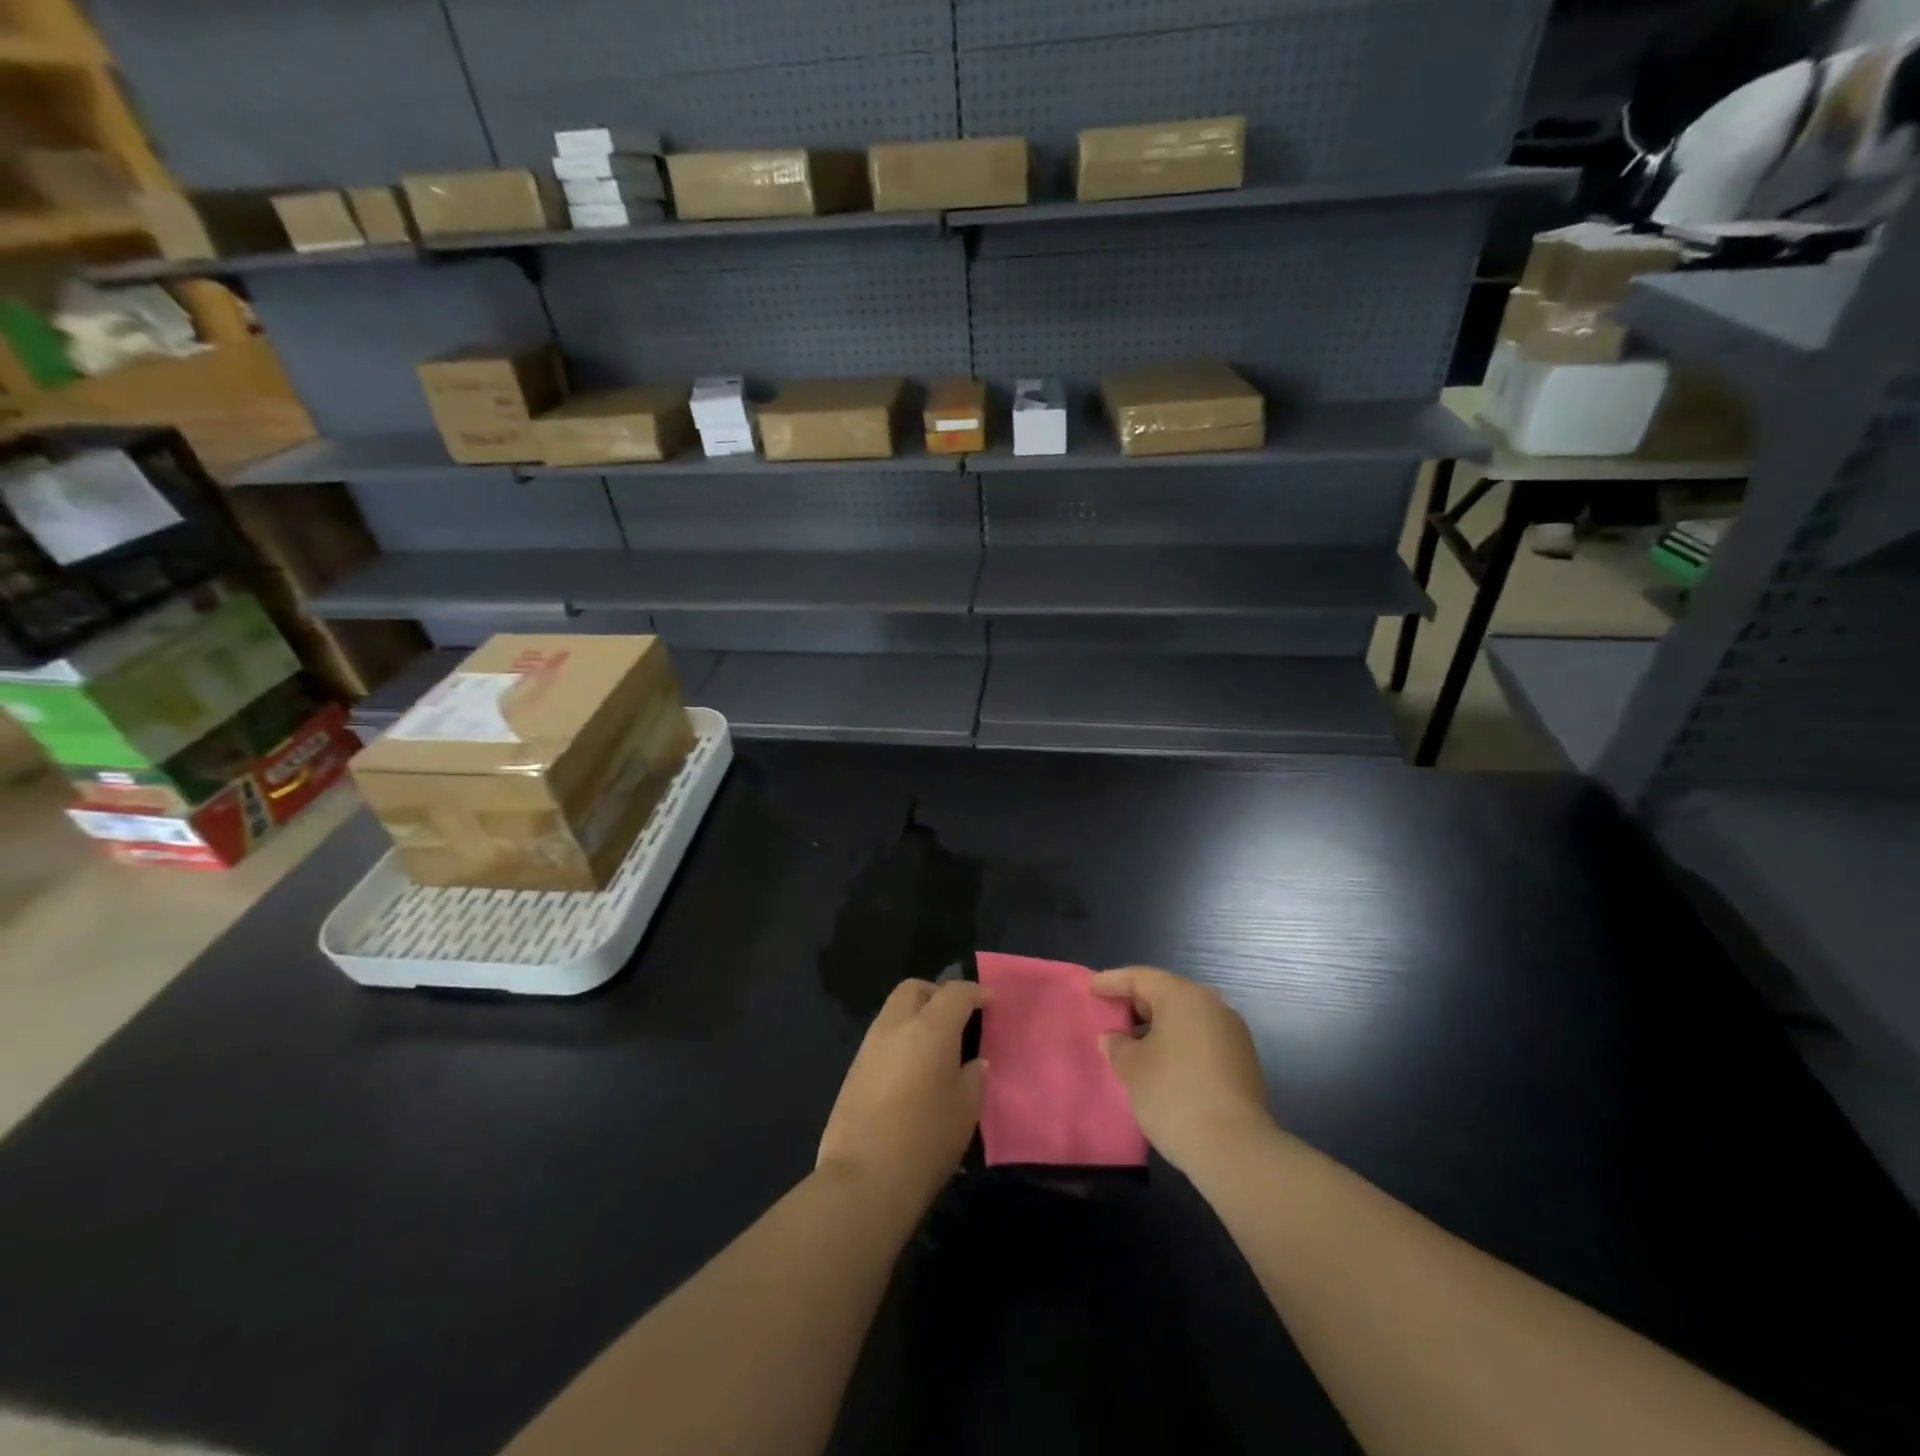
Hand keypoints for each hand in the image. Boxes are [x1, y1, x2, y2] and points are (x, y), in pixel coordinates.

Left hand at [817, 978, 986, 1212]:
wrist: (864, 1179)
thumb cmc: (926, 1140)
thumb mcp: (965, 1110)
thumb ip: (973, 1078)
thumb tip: (973, 1063)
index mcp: (930, 1028)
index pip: (955, 993)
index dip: (975, 992)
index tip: (989, 1001)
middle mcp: (896, 1026)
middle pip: (914, 989)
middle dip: (936, 994)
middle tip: (956, 1016)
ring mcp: (869, 1046)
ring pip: (893, 1011)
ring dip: (915, 1016)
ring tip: (934, 1046)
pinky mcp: (853, 1070)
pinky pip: (881, 1038)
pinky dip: (899, 1040)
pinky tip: (911, 1070)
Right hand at [1092, 966, 1274, 1174]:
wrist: (1235, 1149)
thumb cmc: (1173, 1095)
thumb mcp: (1132, 1067)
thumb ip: (1118, 1045)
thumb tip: (1115, 1038)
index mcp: (1183, 996)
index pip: (1140, 978)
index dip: (1112, 982)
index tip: (1090, 988)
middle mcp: (1212, 1005)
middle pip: (1166, 994)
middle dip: (1136, 1004)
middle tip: (1109, 1013)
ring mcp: (1232, 1033)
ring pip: (1186, 1018)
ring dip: (1158, 1026)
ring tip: (1131, 1041)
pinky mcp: (1243, 1061)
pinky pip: (1201, 1039)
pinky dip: (1178, 1043)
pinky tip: (1161, 1062)